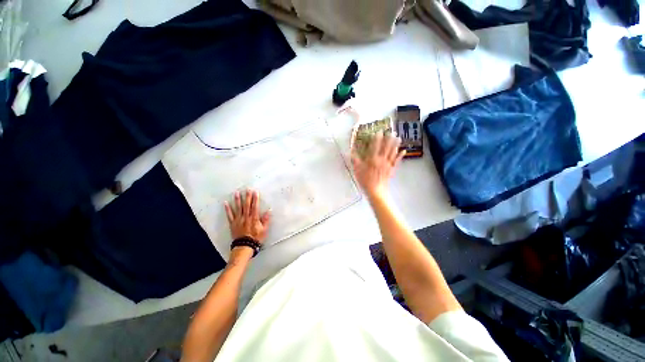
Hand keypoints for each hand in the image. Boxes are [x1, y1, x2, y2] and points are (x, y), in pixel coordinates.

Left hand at [224, 189, 270, 243]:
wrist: (244, 246)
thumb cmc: (256, 238)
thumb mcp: (264, 229)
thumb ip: (266, 220)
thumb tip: (269, 210)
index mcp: (254, 218)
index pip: (254, 206)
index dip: (255, 199)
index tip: (255, 192)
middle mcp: (246, 217)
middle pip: (246, 205)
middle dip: (247, 197)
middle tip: (247, 189)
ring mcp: (238, 220)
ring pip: (238, 208)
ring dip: (237, 200)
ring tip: (236, 193)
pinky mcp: (232, 223)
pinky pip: (229, 215)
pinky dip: (227, 209)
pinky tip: (226, 203)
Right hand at [351, 131, 404, 199]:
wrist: (375, 190)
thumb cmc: (365, 180)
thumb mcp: (357, 169)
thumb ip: (355, 160)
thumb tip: (351, 151)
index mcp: (372, 158)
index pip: (375, 146)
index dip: (377, 138)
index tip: (379, 131)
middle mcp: (381, 159)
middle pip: (386, 147)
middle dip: (388, 138)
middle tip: (391, 131)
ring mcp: (388, 164)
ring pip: (392, 152)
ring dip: (395, 144)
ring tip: (398, 137)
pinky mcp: (392, 169)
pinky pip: (397, 161)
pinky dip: (400, 155)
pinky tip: (404, 150)